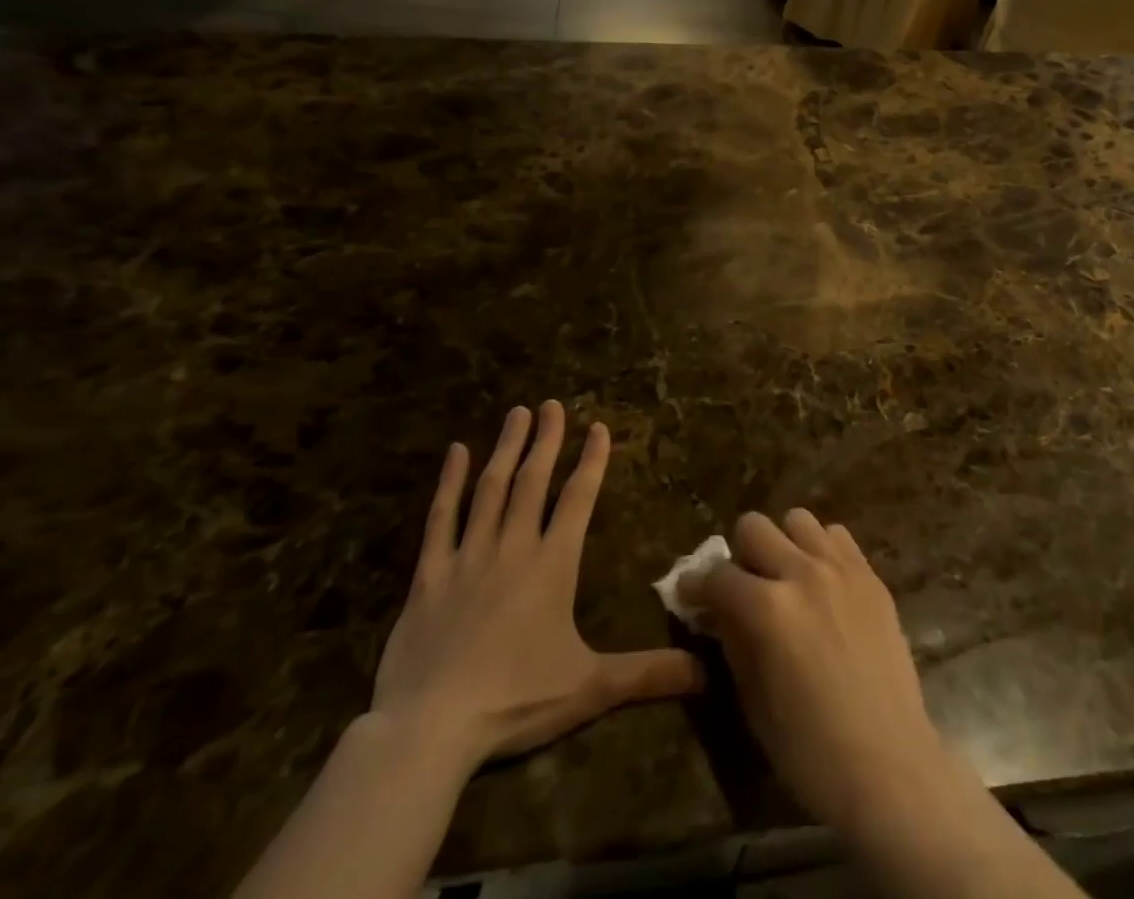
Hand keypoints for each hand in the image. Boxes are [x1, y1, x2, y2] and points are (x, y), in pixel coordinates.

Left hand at [371, 401, 702, 774]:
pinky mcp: (429, 575)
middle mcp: (513, 547)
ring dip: (506, 448)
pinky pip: (440, 518)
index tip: (598, 426)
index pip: (579, 499)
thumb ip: (647, 673)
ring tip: (517, 413)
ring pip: (490, 489)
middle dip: (546, 440)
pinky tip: (456, 452)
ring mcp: (468, 556)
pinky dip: (449, 483)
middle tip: (552, 404)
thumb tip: (705, 673)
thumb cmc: (516, 701)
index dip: (592, 461)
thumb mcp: (590, 688)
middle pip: (533, 481)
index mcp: (553, 565)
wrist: (430, 729)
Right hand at [680, 511, 951, 835]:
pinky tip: (822, 583)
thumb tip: (717, 611)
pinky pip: (837, 536)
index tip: (690, 594)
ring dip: (783, 544)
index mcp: (767, 609)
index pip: (717, 575)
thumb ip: (733, 642)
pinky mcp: (871, 575)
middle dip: (739, 554)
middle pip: (754, 526)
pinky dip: (821, 550)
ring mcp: (841, 568)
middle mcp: (802, 573)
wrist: (889, 765)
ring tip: (787, 578)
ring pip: (798, 520)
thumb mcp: (753, 701)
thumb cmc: (811, 751)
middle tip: (743, 586)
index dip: (696, 585)